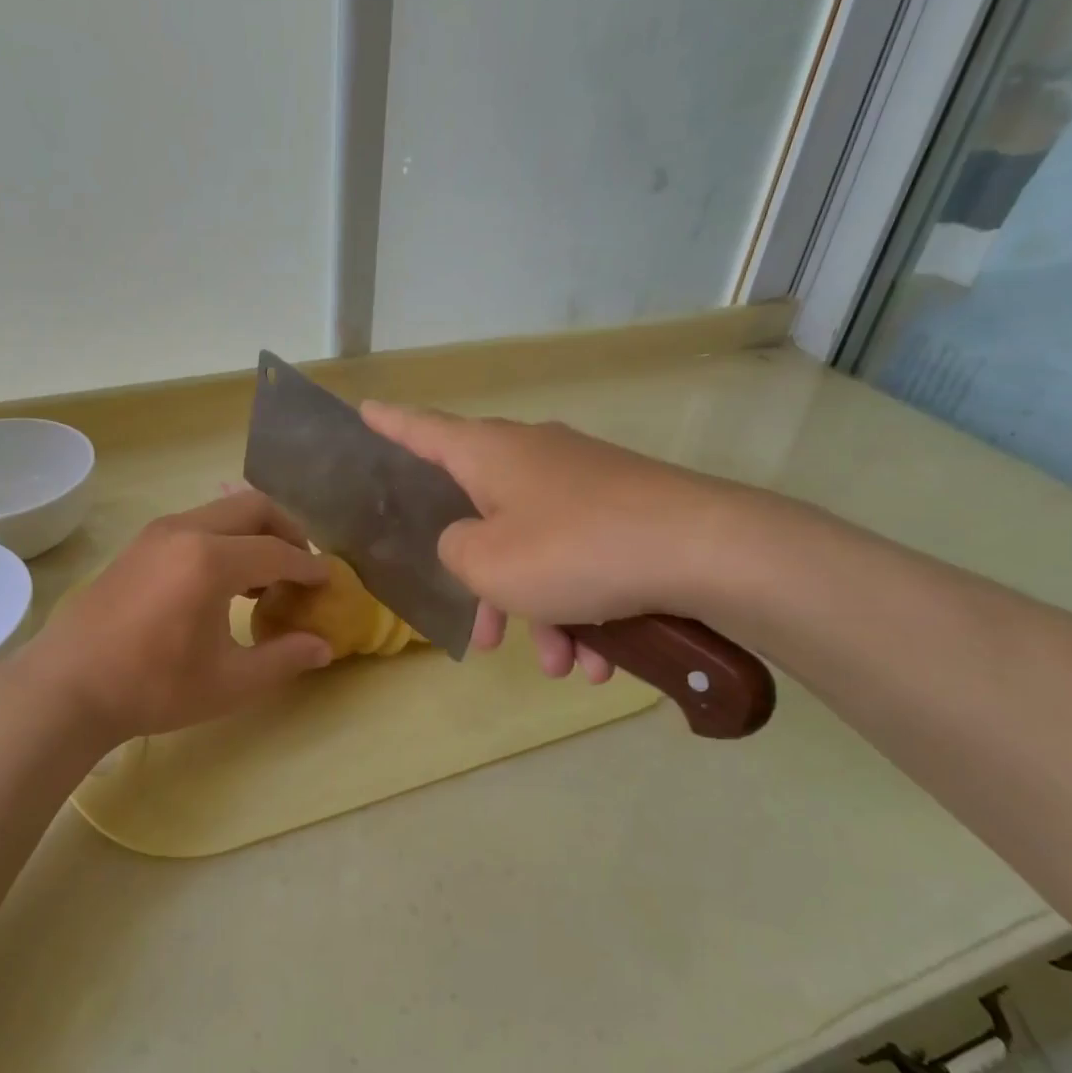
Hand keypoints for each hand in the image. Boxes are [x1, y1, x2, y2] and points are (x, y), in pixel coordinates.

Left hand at [18, 491, 333, 741]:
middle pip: (254, 507)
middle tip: (301, 567)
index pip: (279, 552)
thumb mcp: (228, 683)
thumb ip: (283, 659)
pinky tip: (222, 581)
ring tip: (265, 577)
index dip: (310, 567)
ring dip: (253, 533)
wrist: (67, 686)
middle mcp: (186, 531)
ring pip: (222, 512)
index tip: (329, 581)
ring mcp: (157, 533)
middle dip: (287, 531)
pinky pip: (197, 524)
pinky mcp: (139, 544)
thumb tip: (324, 646)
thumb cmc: (152, 687)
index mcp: (210, 561)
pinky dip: (224, 539)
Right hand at [361, 404, 749, 681]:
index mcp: (490, 453)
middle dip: (483, 584)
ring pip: (538, 552)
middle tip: (483, 637)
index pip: (422, 430)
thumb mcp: (487, 563)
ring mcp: (585, 483)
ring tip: (560, 664)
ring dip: (540, 612)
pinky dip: (583, 608)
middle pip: (483, 516)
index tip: (364, 409)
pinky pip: (583, 561)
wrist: (707, 552)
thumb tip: (467, 542)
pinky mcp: (626, 511)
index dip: (388, 423)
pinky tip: (601, 658)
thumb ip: (453, 550)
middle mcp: (534, 457)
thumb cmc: (575, 550)